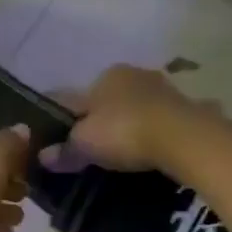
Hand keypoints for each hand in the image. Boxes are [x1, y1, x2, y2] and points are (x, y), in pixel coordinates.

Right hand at [42, 65, 204, 172]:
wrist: (183, 138)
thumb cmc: (124, 131)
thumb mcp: (85, 144)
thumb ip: (64, 150)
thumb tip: (43, 157)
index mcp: (106, 75)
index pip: (77, 96)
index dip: (67, 119)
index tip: (62, 139)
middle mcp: (135, 74)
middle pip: (109, 101)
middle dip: (102, 121)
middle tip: (94, 151)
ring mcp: (165, 89)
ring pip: (138, 109)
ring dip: (131, 126)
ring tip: (124, 155)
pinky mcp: (188, 109)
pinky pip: (162, 123)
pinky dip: (155, 134)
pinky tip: (152, 152)